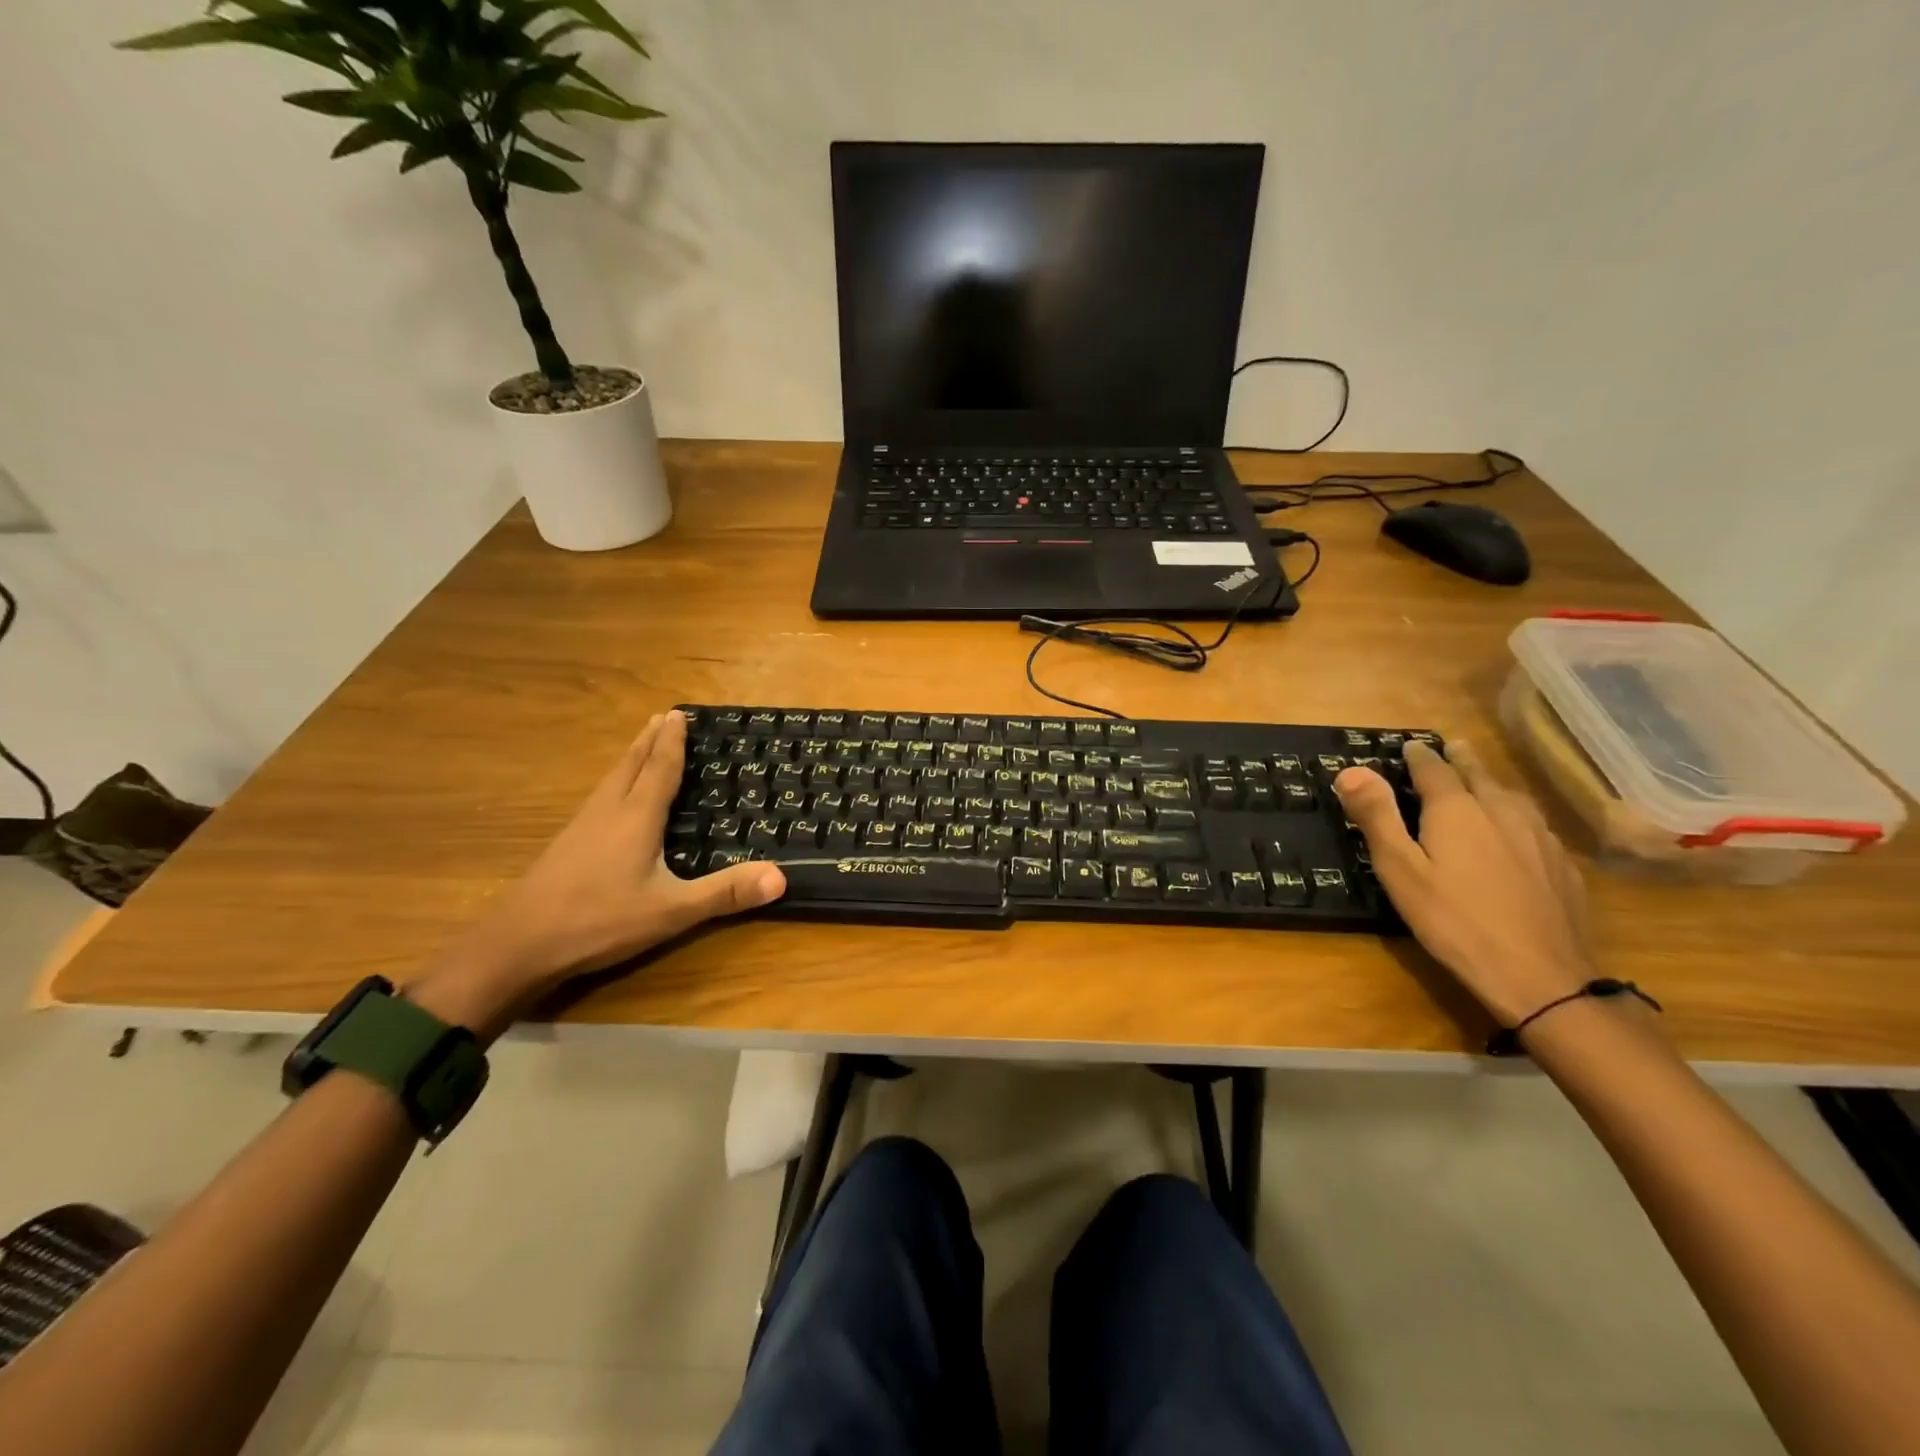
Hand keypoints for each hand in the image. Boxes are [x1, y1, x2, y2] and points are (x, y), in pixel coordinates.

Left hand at [411, 712, 785, 1031]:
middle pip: (630, 764)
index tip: (679, 713)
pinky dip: (615, 781)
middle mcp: (608, 812)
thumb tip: (780, 877)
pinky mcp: (566, 845)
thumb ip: (724, 893)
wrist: (516, 945)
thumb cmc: (598, 921)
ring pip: (611, 779)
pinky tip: (612, 798)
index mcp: (635, 817)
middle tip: (663, 716)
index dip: (672, 741)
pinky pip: (599, 797)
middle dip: (649, 739)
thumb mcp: (671, 911)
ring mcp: (581, 827)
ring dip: (630, 757)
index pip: (659, 769)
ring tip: (641, 743)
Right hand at [1334, 740, 1593, 1025]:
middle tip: (1451, 748)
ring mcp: (1540, 837)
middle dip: (1461, 760)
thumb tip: (1350, 770)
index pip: (1434, 769)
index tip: (1408, 746)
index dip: (1418, 756)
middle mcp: (1502, 811)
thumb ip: (1376, 817)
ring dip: (1491, 784)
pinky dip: (1517, 816)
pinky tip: (1517, 832)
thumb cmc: (1453, 920)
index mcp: (1457, 809)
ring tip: (1483, 782)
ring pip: (1512, 797)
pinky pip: (1535, 826)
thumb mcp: (1399, 870)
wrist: (1540, 976)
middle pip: (1479, 775)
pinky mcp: (1562, 866)